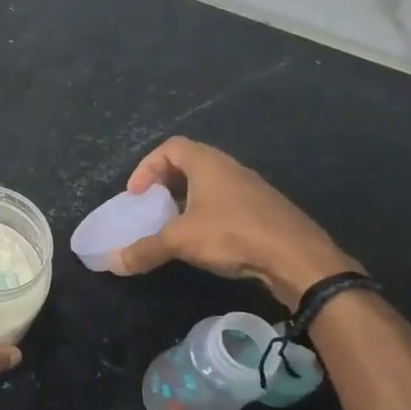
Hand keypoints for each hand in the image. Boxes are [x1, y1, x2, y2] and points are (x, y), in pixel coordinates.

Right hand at [110, 138, 356, 306]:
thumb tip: (111, 262)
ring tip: (174, 225)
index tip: (137, 194)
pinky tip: (206, 241)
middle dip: (165, 183)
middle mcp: (231, 169)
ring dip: (187, 200)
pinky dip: (208, 214)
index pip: (171, 147)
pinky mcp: (264, 211)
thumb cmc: (233, 234)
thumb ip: (144, 249)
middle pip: (190, 163)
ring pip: (210, 185)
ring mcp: (251, 189)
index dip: (147, 166)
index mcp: (208, 164)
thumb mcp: (180, 241)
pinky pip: (227, 203)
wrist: (299, 258)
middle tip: (151, 206)